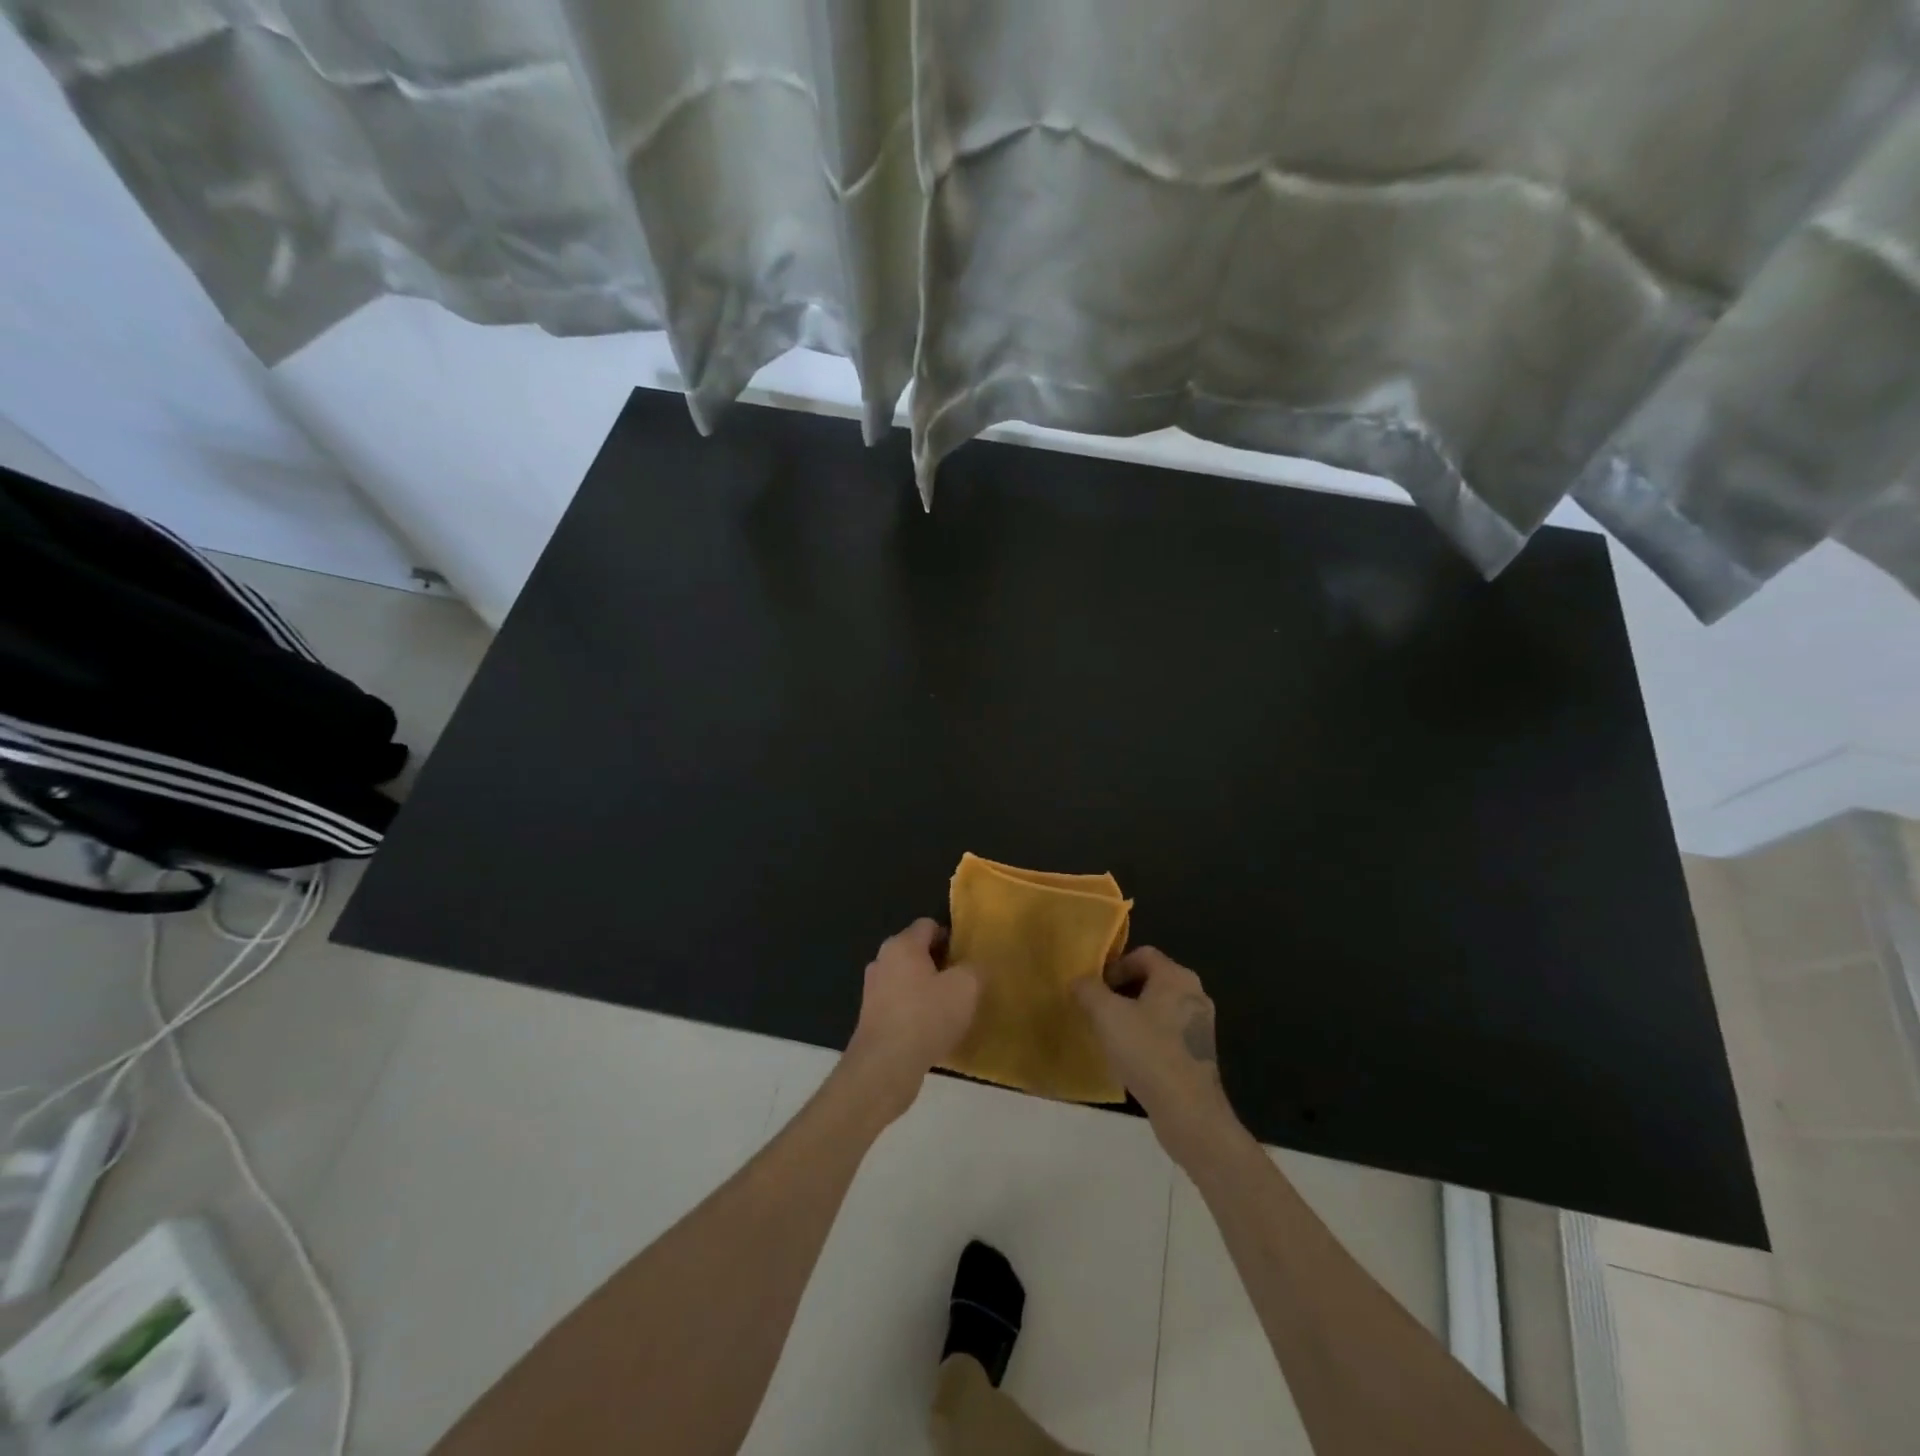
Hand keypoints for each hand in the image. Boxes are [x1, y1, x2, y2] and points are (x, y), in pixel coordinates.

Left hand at [844, 919, 979, 1122]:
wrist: (885, 1067)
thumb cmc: (926, 1016)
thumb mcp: (966, 987)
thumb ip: (974, 969)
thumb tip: (973, 967)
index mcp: (902, 945)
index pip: (928, 925)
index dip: (950, 937)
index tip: (967, 957)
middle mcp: (882, 961)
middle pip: (916, 952)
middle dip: (939, 964)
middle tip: (963, 982)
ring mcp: (872, 990)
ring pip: (906, 980)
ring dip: (927, 989)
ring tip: (950, 1009)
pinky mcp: (870, 1019)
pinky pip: (899, 1005)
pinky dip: (915, 1012)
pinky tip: (931, 1031)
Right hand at [1074, 948, 1242, 1166]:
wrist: (1188, 1110)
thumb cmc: (1147, 1051)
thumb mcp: (1106, 1015)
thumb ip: (1088, 990)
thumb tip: (1080, 981)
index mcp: (1176, 976)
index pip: (1142, 954)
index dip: (1114, 966)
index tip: (1095, 989)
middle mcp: (1194, 993)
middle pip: (1151, 979)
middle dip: (1121, 990)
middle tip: (1098, 1009)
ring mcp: (1200, 1024)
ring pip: (1159, 1006)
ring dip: (1133, 1014)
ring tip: (1110, 1033)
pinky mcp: (1200, 1052)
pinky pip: (1168, 1031)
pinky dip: (1148, 1035)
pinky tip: (1131, 1056)